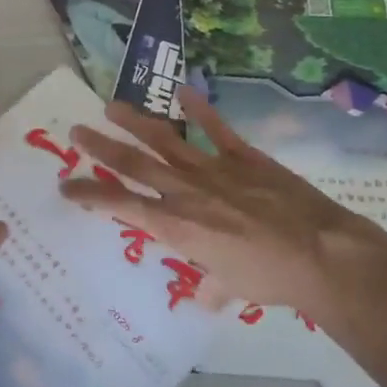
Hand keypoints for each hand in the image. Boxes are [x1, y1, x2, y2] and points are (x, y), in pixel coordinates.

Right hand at [61, 87, 386, 321]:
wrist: (320, 253)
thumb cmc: (271, 278)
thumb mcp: (234, 288)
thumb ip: (213, 285)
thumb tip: (205, 295)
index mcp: (176, 226)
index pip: (121, 206)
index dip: (90, 195)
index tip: (67, 186)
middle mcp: (184, 191)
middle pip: (132, 164)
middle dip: (101, 147)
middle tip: (76, 130)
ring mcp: (212, 168)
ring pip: (163, 139)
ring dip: (134, 122)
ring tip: (111, 106)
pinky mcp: (242, 155)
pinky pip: (215, 128)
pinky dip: (199, 108)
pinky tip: (183, 90)